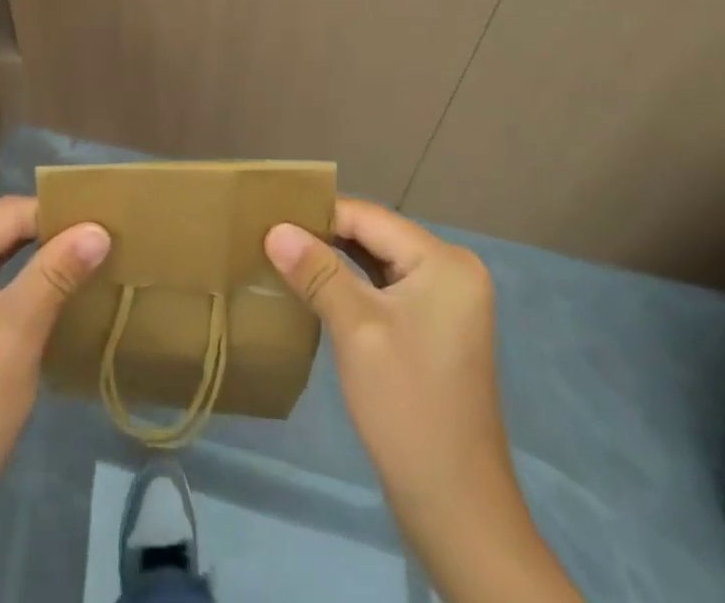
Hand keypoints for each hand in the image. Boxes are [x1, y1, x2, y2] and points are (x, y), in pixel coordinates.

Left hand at [0, 195, 109, 515]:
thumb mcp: (19, 331)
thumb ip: (57, 271)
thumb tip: (99, 228)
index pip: (8, 213)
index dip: (58, 215)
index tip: (106, 223)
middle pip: (0, 230)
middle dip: (50, 234)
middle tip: (102, 238)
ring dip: (38, 257)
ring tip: (87, 256)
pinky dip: (19, 279)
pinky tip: (52, 286)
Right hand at [266, 200, 582, 602]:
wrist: (456, 509)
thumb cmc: (407, 407)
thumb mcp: (356, 329)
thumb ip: (317, 271)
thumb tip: (275, 229)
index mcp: (444, 262)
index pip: (369, 218)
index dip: (318, 215)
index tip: (268, 219)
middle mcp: (452, 270)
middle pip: (374, 237)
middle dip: (324, 237)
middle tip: (270, 237)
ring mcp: (446, 301)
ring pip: (377, 263)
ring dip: (334, 262)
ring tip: (283, 257)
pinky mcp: (434, 328)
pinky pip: (386, 289)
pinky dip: (352, 287)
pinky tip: (316, 290)